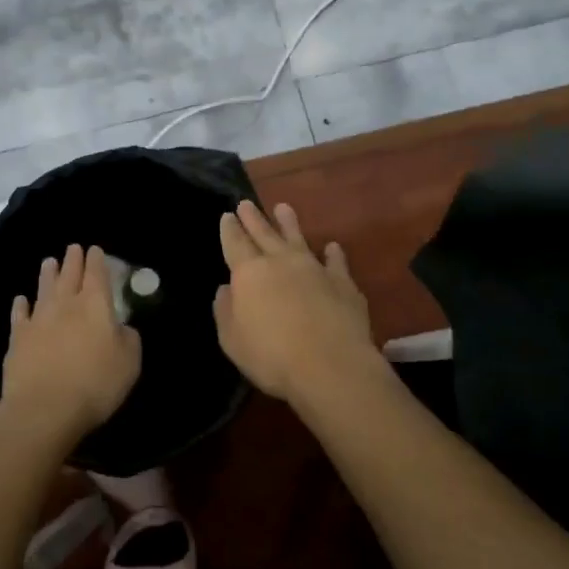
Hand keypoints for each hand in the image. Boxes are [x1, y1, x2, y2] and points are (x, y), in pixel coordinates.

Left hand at [2, 244, 141, 438]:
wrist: (45, 408)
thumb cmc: (95, 384)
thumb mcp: (129, 363)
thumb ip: (128, 338)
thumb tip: (121, 327)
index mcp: (96, 304)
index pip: (97, 273)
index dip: (97, 259)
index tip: (95, 249)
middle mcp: (66, 304)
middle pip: (70, 274)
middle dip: (73, 259)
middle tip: (73, 247)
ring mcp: (39, 318)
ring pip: (44, 287)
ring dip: (47, 273)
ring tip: (49, 261)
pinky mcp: (18, 337)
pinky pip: (19, 314)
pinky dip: (20, 304)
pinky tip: (20, 299)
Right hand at [214, 201, 377, 406]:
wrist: (330, 366)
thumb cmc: (271, 356)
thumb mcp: (232, 340)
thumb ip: (226, 311)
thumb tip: (226, 289)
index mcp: (249, 273)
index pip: (235, 243)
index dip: (229, 229)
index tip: (227, 215)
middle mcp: (281, 262)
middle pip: (264, 233)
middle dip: (253, 218)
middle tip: (246, 203)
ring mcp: (314, 269)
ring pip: (298, 238)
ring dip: (289, 223)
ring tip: (283, 208)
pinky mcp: (343, 283)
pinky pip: (336, 262)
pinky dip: (333, 253)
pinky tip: (332, 247)